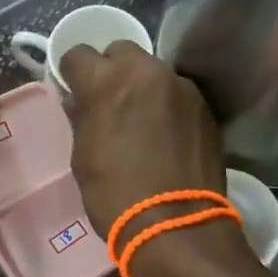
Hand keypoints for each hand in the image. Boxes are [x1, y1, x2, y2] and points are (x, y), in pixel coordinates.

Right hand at [59, 41, 225, 238]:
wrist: (177, 225)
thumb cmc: (116, 194)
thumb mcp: (82, 157)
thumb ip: (81, 117)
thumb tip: (79, 100)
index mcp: (106, 82)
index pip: (79, 54)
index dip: (73, 73)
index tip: (75, 91)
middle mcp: (146, 72)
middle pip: (121, 52)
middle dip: (111, 70)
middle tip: (110, 103)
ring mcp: (180, 86)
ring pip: (153, 71)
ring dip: (142, 86)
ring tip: (142, 121)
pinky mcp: (204, 106)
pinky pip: (177, 93)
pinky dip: (167, 105)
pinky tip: (166, 135)